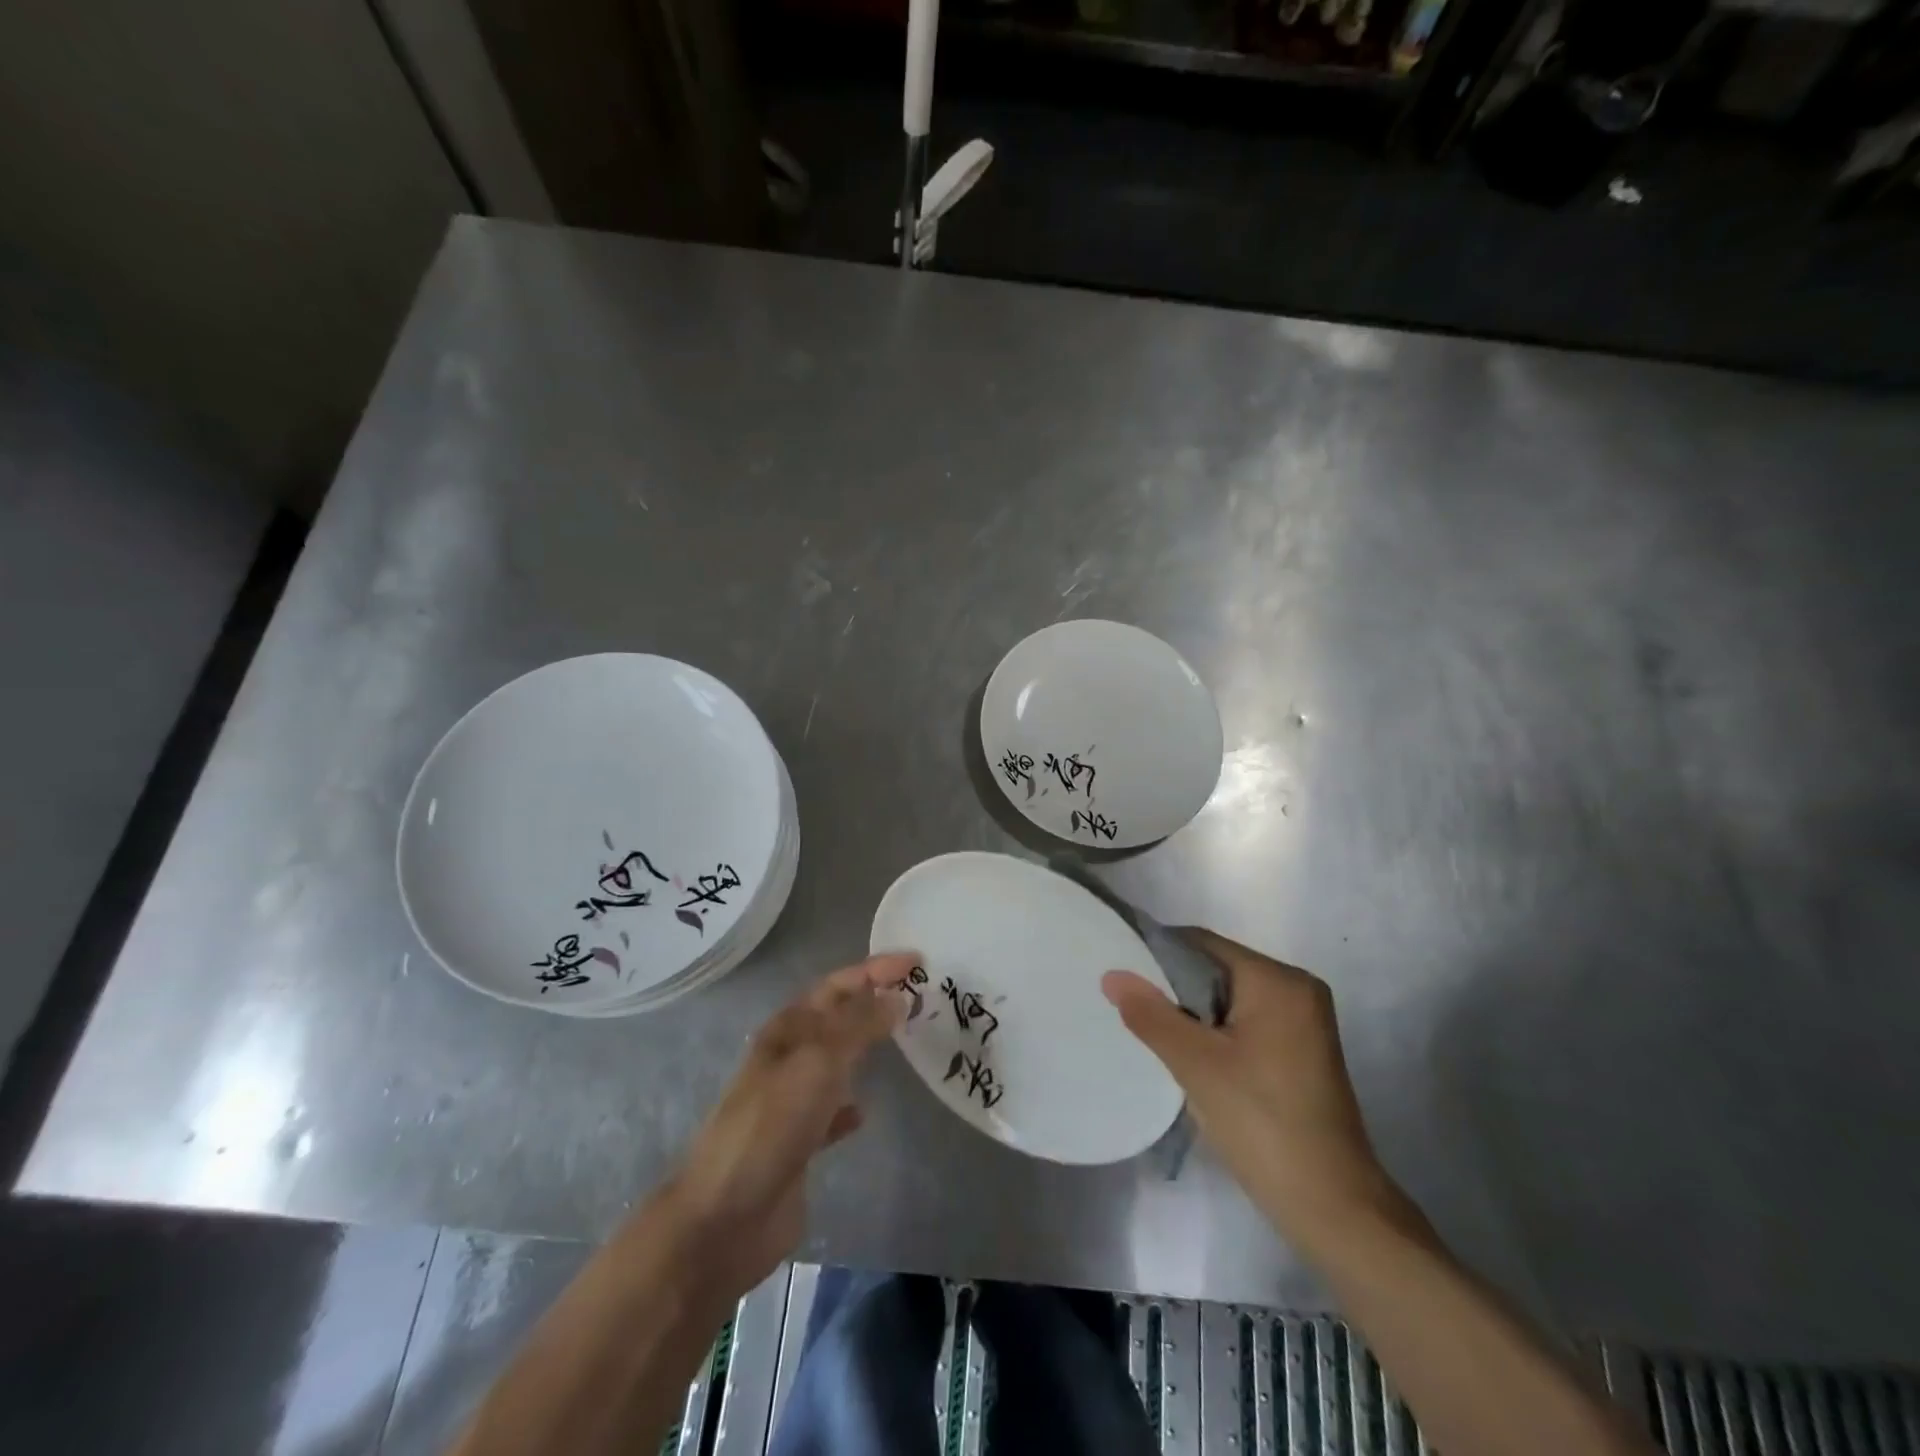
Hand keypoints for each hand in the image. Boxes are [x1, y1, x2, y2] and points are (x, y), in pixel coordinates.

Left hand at [658, 953, 913, 1300]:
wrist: (725, 1217)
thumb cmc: (771, 1125)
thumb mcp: (819, 1062)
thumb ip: (859, 1026)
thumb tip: (896, 996)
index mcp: (788, 1029)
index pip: (838, 985)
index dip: (875, 969)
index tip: (917, 960)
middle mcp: (789, 1057)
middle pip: (838, 1017)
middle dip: (874, 1001)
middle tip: (918, 995)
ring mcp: (792, 1100)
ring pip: (837, 1060)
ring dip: (866, 1046)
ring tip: (904, 1041)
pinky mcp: (798, 1143)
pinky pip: (831, 1111)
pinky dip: (849, 1104)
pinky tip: (865, 1111)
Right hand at [1102, 929, 1399, 1250]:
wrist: (1333, 1208)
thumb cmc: (1263, 1125)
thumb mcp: (1197, 1066)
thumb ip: (1152, 1015)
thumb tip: (1112, 975)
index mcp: (1278, 981)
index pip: (1202, 944)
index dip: (1156, 954)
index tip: (1120, 974)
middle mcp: (1296, 989)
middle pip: (1216, 968)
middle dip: (1173, 987)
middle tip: (1131, 1008)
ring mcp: (1302, 1020)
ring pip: (1228, 997)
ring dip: (1191, 1012)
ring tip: (1153, 1032)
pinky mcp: (1301, 1049)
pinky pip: (1244, 1020)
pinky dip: (1215, 1031)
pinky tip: (1189, 1055)